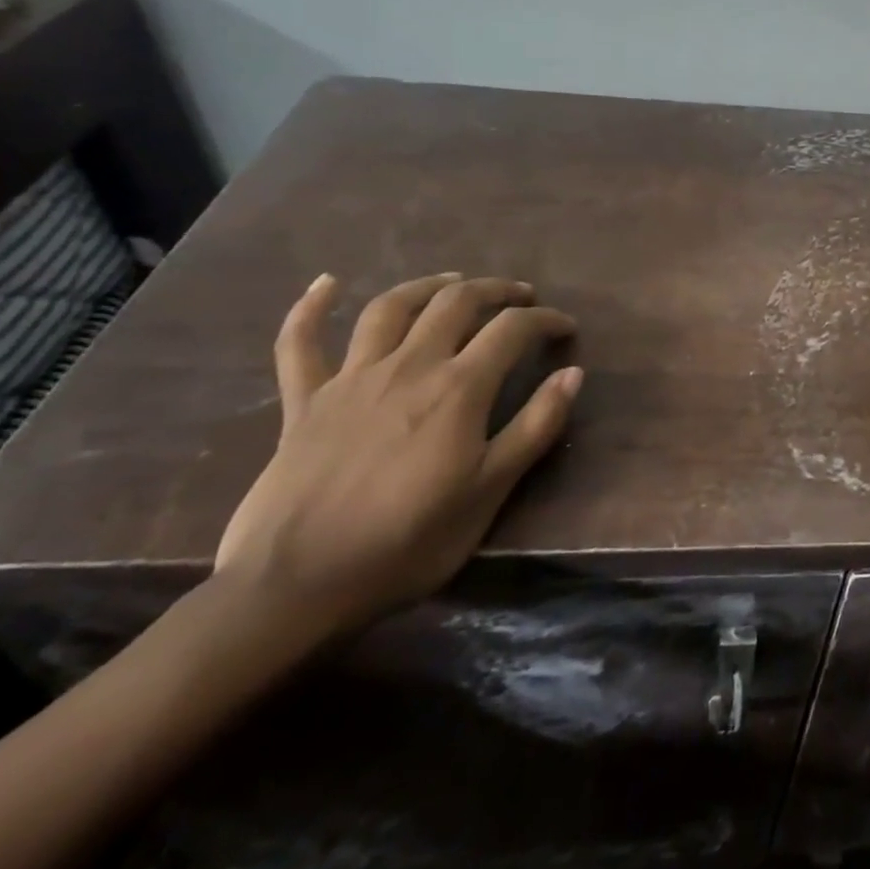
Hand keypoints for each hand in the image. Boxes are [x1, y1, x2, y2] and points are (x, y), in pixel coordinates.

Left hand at [214, 272, 579, 634]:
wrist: (295, 586)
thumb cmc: (407, 543)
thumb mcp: (489, 492)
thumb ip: (535, 427)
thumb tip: (574, 374)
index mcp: (458, 388)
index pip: (512, 330)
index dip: (545, 320)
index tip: (565, 327)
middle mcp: (409, 366)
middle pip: (456, 302)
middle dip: (496, 290)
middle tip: (520, 297)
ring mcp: (351, 378)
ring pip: (391, 307)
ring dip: (427, 285)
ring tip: (453, 281)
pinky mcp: (304, 401)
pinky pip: (300, 342)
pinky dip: (310, 307)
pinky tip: (326, 283)